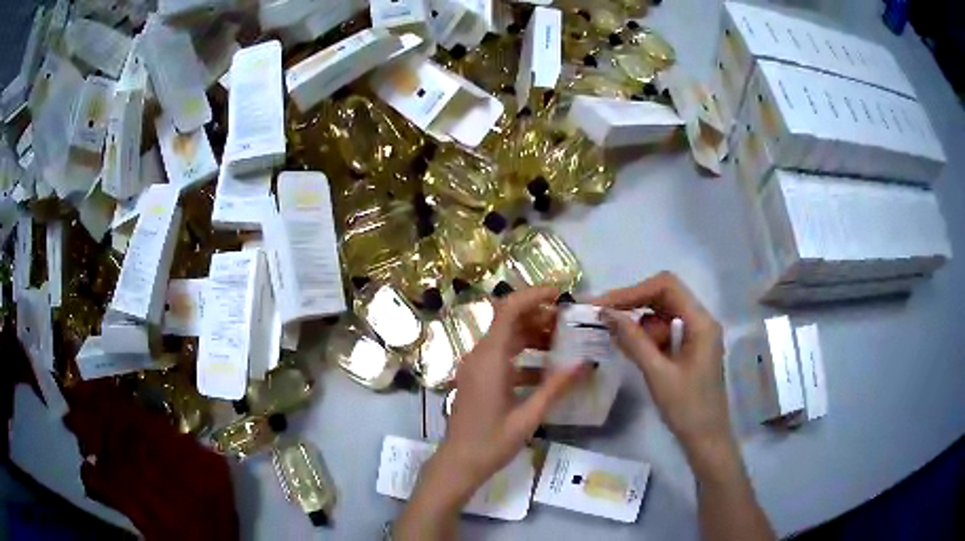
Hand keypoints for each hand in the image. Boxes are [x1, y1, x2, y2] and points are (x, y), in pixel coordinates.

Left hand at [395, 287, 589, 539]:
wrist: (459, 463)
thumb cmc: (492, 442)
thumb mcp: (529, 416)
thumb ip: (557, 387)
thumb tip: (585, 364)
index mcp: (490, 359)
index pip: (509, 310)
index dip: (534, 296)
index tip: (561, 295)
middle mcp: (479, 355)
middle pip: (508, 321)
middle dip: (539, 317)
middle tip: (569, 324)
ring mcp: (475, 367)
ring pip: (505, 338)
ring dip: (532, 337)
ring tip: (563, 344)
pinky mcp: (475, 378)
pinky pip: (500, 357)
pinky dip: (522, 357)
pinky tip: (545, 372)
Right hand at [595, 272, 729, 458]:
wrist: (706, 439)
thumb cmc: (687, 408)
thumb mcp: (658, 374)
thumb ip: (634, 341)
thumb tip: (607, 314)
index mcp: (701, 322)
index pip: (667, 286)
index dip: (634, 290)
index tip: (604, 304)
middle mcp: (701, 321)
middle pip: (664, 297)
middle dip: (633, 303)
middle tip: (601, 316)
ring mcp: (696, 335)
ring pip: (662, 315)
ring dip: (638, 323)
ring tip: (613, 338)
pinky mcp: (689, 350)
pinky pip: (665, 333)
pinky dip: (645, 337)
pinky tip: (629, 349)